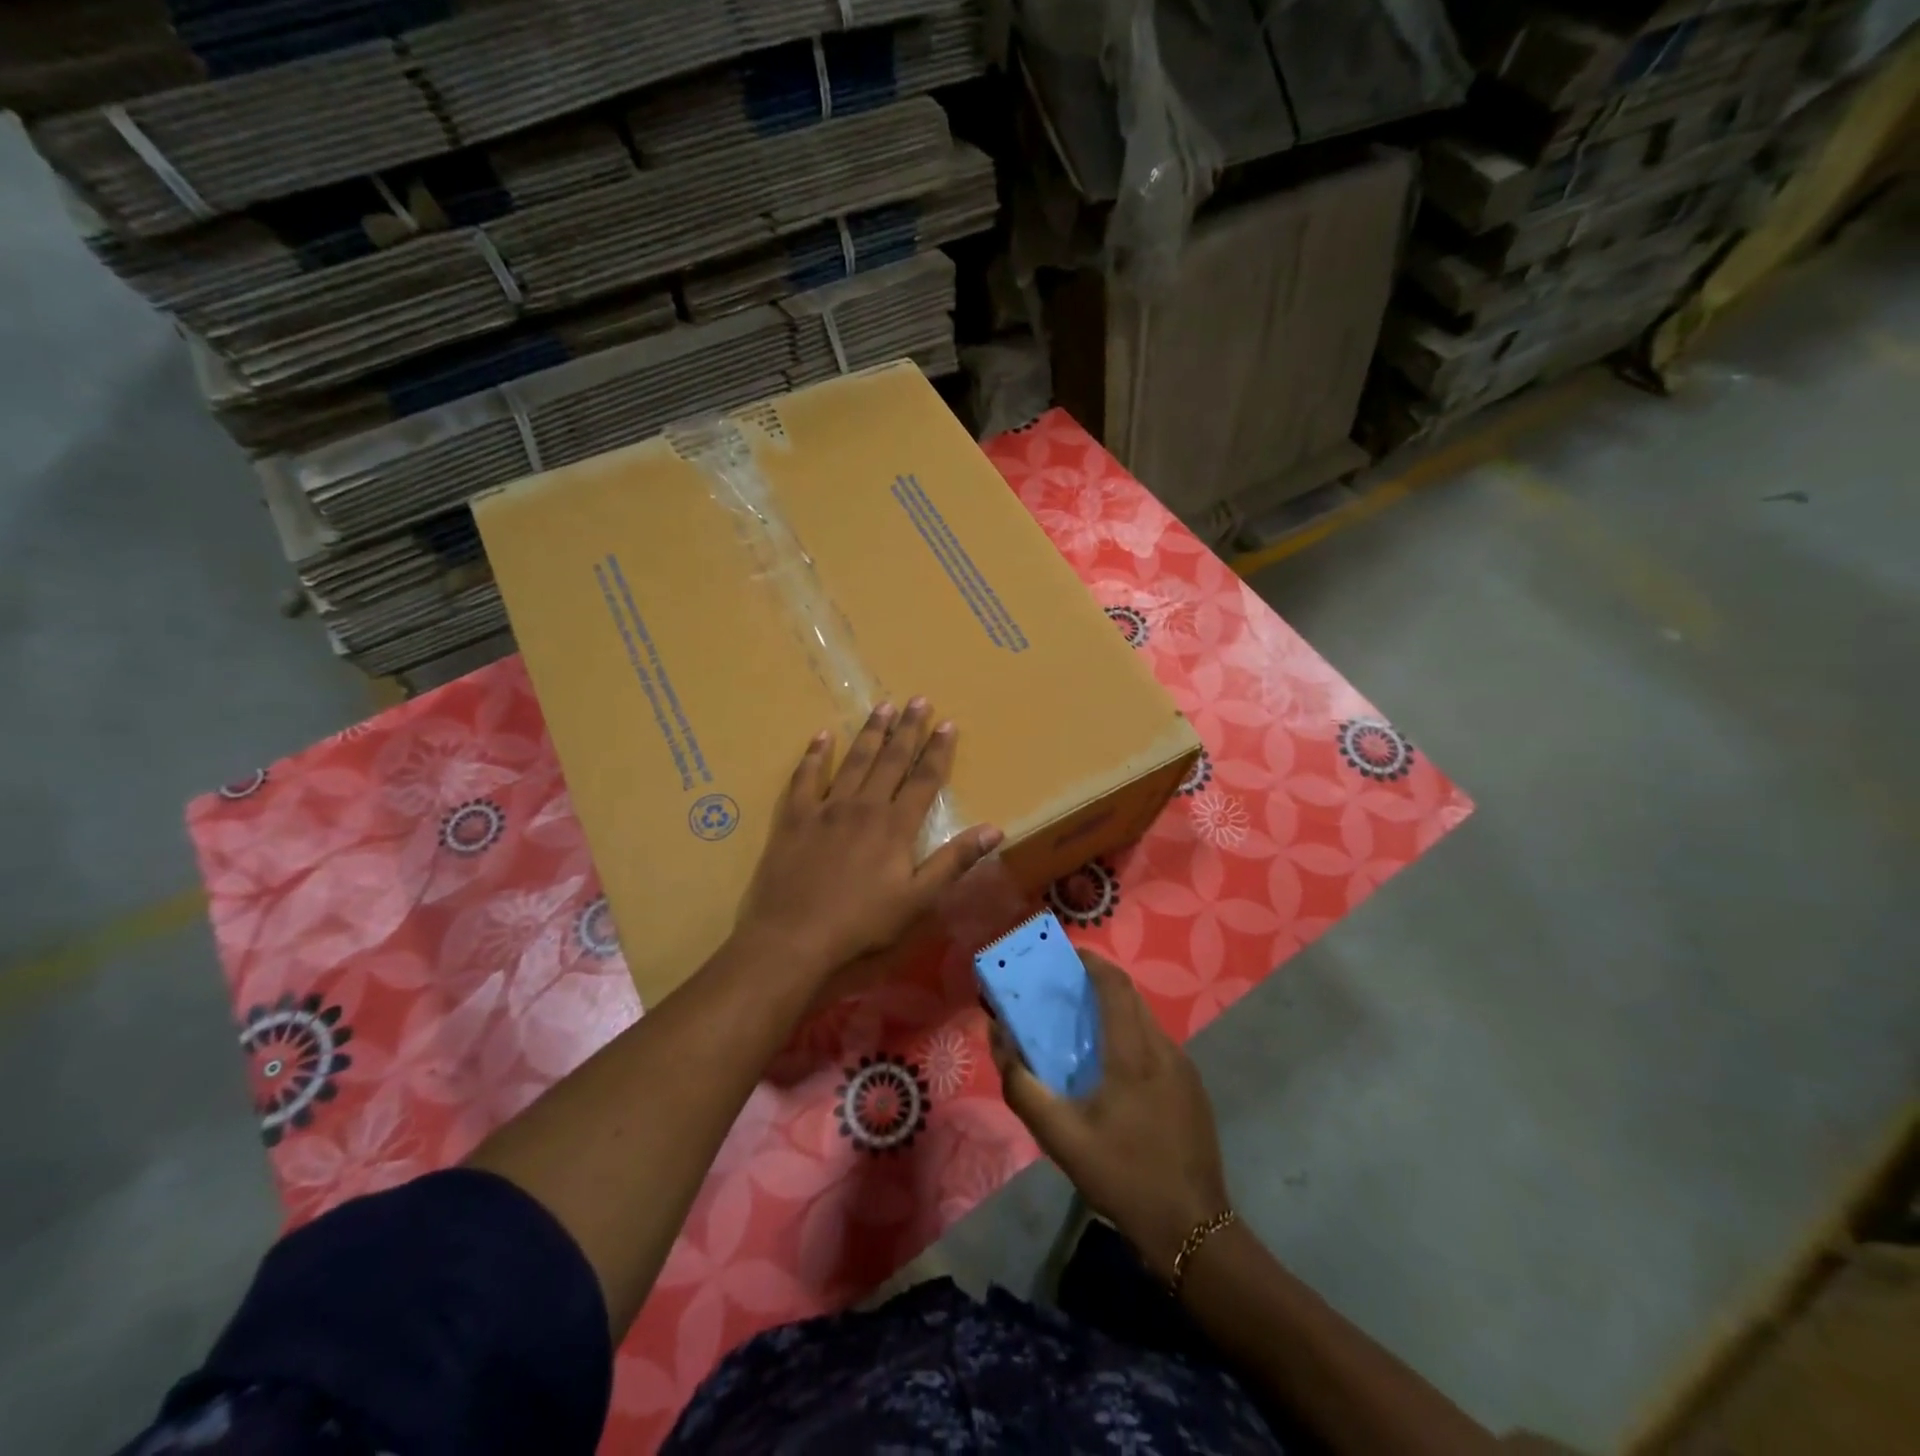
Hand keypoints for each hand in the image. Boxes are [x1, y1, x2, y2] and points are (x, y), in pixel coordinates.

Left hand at [737, 698, 1002, 983]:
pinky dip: (814, 755)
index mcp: (895, 826)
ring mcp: (825, 808)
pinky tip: (822, 736)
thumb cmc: (862, 925)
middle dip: (907, 729)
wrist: (793, 938)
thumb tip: (995, 829)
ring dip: (870, 733)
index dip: (938, 751)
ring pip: (853, 761)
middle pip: (891, 760)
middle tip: (918, 700)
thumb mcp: (918, 900)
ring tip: (883, 707)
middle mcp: (863, 806)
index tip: (948, 723)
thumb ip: (954, 861)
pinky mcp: (793, 818)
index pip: (924, 779)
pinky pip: (804, 777)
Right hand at [992, 952, 1229, 1281]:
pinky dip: (1131, 1037)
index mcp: (1133, 1052)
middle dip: (1097, 984)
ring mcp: (1183, 1068)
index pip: (1114, 984)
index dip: (1091, 962)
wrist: (1192, 1229)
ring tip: (1082, 1029)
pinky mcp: (1193, 1088)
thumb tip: (999, 1039)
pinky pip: (1157, 1045)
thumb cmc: (1122, 1176)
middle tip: (1063, 992)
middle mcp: (1163, 1048)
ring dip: (1114, 1012)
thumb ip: (1023, 1086)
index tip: (1064, 956)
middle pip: (1130, 997)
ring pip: (1145, 1021)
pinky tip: (1113, 1071)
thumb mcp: (1060, 1137)